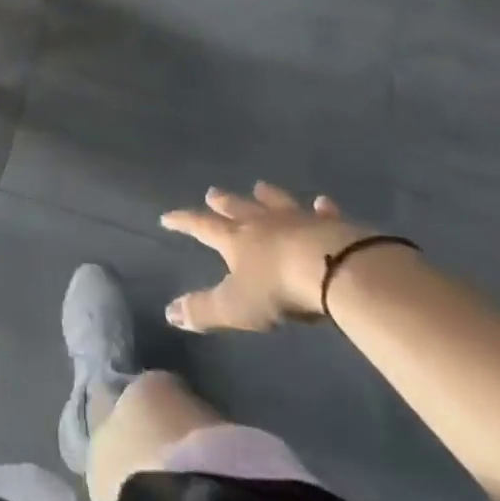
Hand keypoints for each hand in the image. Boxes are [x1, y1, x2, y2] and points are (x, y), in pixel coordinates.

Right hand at [159, 183, 371, 332]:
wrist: (333, 269)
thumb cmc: (278, 289)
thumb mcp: (235, 307)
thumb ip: (203, 310)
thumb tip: (168, 313)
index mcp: (235, 240)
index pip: (201, 226)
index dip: (183, 222)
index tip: (167, 217)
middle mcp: (261, 223)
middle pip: (237, 208)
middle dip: (222, 202)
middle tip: (212, 192)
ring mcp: (296, 220)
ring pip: (275, 202)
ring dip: (266, 196)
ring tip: (259, 187)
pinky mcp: (330, 226)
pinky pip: (323, 213)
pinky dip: (321, 208)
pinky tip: (323, 202)